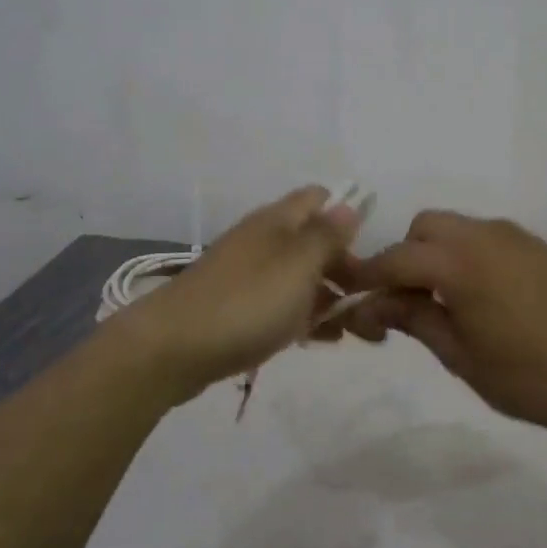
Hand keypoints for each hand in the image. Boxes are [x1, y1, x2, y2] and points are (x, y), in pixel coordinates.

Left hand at [120, 185, 360, 394]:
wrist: (173, 349)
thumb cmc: (246, 302)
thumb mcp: (298, 264)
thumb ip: (327, 235)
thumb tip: (349, 205)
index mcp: (277, 221)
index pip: (319, 198)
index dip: (348, 215)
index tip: (373, 250)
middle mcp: (263, 241)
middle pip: (314, 242)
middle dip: (346, 267)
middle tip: (372, 302)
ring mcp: (248, 276)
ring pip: (300, 278)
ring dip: (330, 297)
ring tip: (358, 330)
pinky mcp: (238, 309)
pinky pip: (282, 305)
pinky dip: (305, 317)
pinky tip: (322, 340)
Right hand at [335, 211, 546, 436]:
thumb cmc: (527, 375)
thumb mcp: (459, 354)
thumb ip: (414, 318)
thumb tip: (374, 304)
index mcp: (459, 261)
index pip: (395, 258)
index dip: (367, 276)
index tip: (347, 295)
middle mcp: (484, 235)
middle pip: (425, 228)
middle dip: (404, 257)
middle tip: (403, 302)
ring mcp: (514, 237)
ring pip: (456, 229)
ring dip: (436, 254)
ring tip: (439, 301)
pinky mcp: (536, 248)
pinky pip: (484, 238)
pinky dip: (465, 255)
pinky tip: (476, 296)